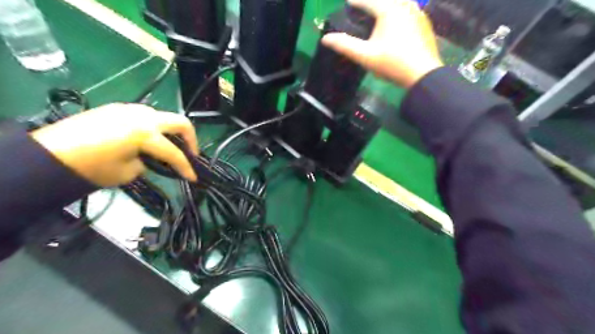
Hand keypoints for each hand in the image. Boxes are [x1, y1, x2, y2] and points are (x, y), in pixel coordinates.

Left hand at [32, 103, 197, 185]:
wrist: (49, 154)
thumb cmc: (90, 168)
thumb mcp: (127, 172)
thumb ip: (148, 163)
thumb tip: (151, 159)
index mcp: (145, 134)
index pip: (174, 153)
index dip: (186, 167)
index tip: (193, 178)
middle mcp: (142, 117)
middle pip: (180, 123)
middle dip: (190, 139)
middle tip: (190, 154)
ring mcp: (129, 109)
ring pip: (163, 116)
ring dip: (171, 132)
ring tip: (167, 147)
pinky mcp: (117, 109)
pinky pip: (145, 116)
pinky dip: (154, 128)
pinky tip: (147, 140)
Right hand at [323, 0, 443, 87]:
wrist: (422, 74)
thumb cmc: (392, 63)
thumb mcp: (365, 56)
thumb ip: (345, 46)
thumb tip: (326, 38)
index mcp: (388, 10)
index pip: (367, 1)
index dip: (356, 1)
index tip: (348, 2)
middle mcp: (404, 6)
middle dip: (372, 2)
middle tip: (363, 8)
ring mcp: (417, 13)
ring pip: (400, 1)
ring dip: (388, 5)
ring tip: (379, 12)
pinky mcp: (424, 23)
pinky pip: (410, 8)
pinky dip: (400, 10)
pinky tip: (398, 20)